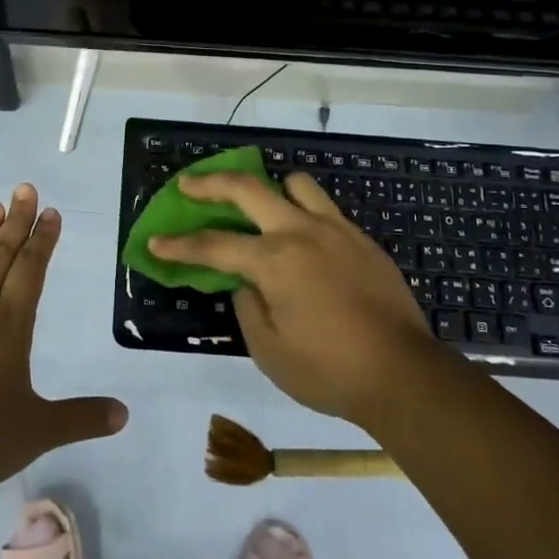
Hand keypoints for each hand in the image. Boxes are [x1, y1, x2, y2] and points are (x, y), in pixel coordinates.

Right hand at [147, 171, 438, 426]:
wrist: (403, 375)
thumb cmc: (328, 371)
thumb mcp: (269, 352)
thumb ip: (247, 307)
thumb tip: (245, 283)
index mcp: (273, 261)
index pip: (213, 245)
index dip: (178, 245)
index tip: (155, 242)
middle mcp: (300, 232)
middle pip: (247, 189)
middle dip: (210, 183)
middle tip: (188, 185)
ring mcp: (335, 230)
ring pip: (295, 184)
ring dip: (270, 190)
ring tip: (261, 208)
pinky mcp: (361, 239)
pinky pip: (325, 208)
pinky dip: (304, 212)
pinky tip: (303, 239)